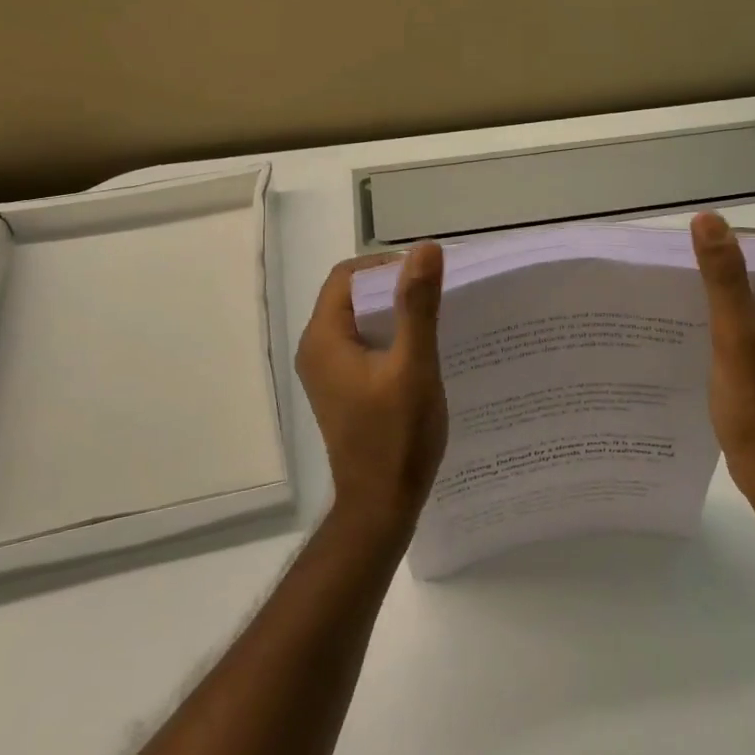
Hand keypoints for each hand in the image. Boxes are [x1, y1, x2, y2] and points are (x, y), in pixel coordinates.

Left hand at [295, 243, 448, 538]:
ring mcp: (327, 372)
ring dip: (393, 313)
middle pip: (351, 296)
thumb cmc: (397, 436)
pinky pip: (362, 346)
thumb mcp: (414, 366)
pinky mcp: (342, 389)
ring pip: (359, 321)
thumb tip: (425, 249)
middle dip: (393, 288)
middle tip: (437, 295)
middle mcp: (316, 349)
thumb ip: (417, 306)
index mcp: (324, 338)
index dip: (386, 265)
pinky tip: (421, 350)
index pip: (348, 276)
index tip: (427, 275)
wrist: (381, 505)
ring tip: (435, 319)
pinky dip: (389, 337)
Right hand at [690, 211, 754, 494]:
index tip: (699, 247)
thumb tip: (708, 219)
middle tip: (683, 270)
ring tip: (683, 295)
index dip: (739, 238)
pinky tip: (696, 329)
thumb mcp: (735, 331)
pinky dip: (727, 318)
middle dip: (726, 265)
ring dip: (724, 292)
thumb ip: (723, 275)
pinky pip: (751, 324)